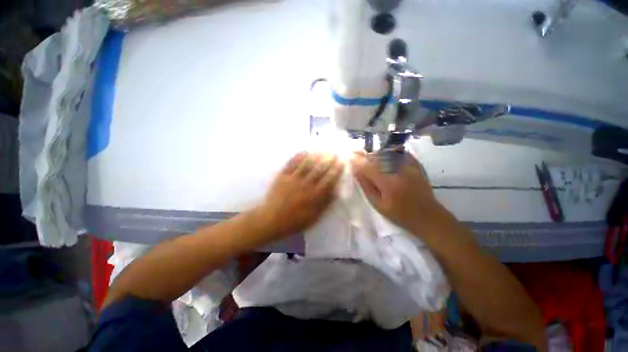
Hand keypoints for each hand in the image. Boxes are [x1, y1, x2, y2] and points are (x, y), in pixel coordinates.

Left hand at [259, 151, 343, 237]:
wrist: (271, 220)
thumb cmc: (294, 221)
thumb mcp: (314, 217)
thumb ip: (325, 204)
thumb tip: (337, 191)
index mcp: (314, 195)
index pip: (329, 179)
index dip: (337, 170)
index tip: (342, 163)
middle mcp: (306, 184)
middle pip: (319, 168)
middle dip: (328, 159)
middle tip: (334, 153)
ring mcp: (293, 178)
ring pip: (306, 163)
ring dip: (316, 155)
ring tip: (322, 150)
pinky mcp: (283, 175)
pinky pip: (292, 163)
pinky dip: (299, 156)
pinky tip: (304, 151)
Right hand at [350, 151, 442, 232]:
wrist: (427, 216)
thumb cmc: (399, 214)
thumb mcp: (378, 204)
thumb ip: (367, 186)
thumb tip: (356, 171)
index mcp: (388, 183)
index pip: (368, 167)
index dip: (358, 161)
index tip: (350, 158)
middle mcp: (399, 170)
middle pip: (377, 157)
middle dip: (365, 154)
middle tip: (355, 152)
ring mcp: (409, 166)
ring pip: (388, 153)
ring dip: (375, 152)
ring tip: (367, 154)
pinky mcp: (416, 165)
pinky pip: (400, 152)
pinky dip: (390, 151)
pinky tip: (384, 153)